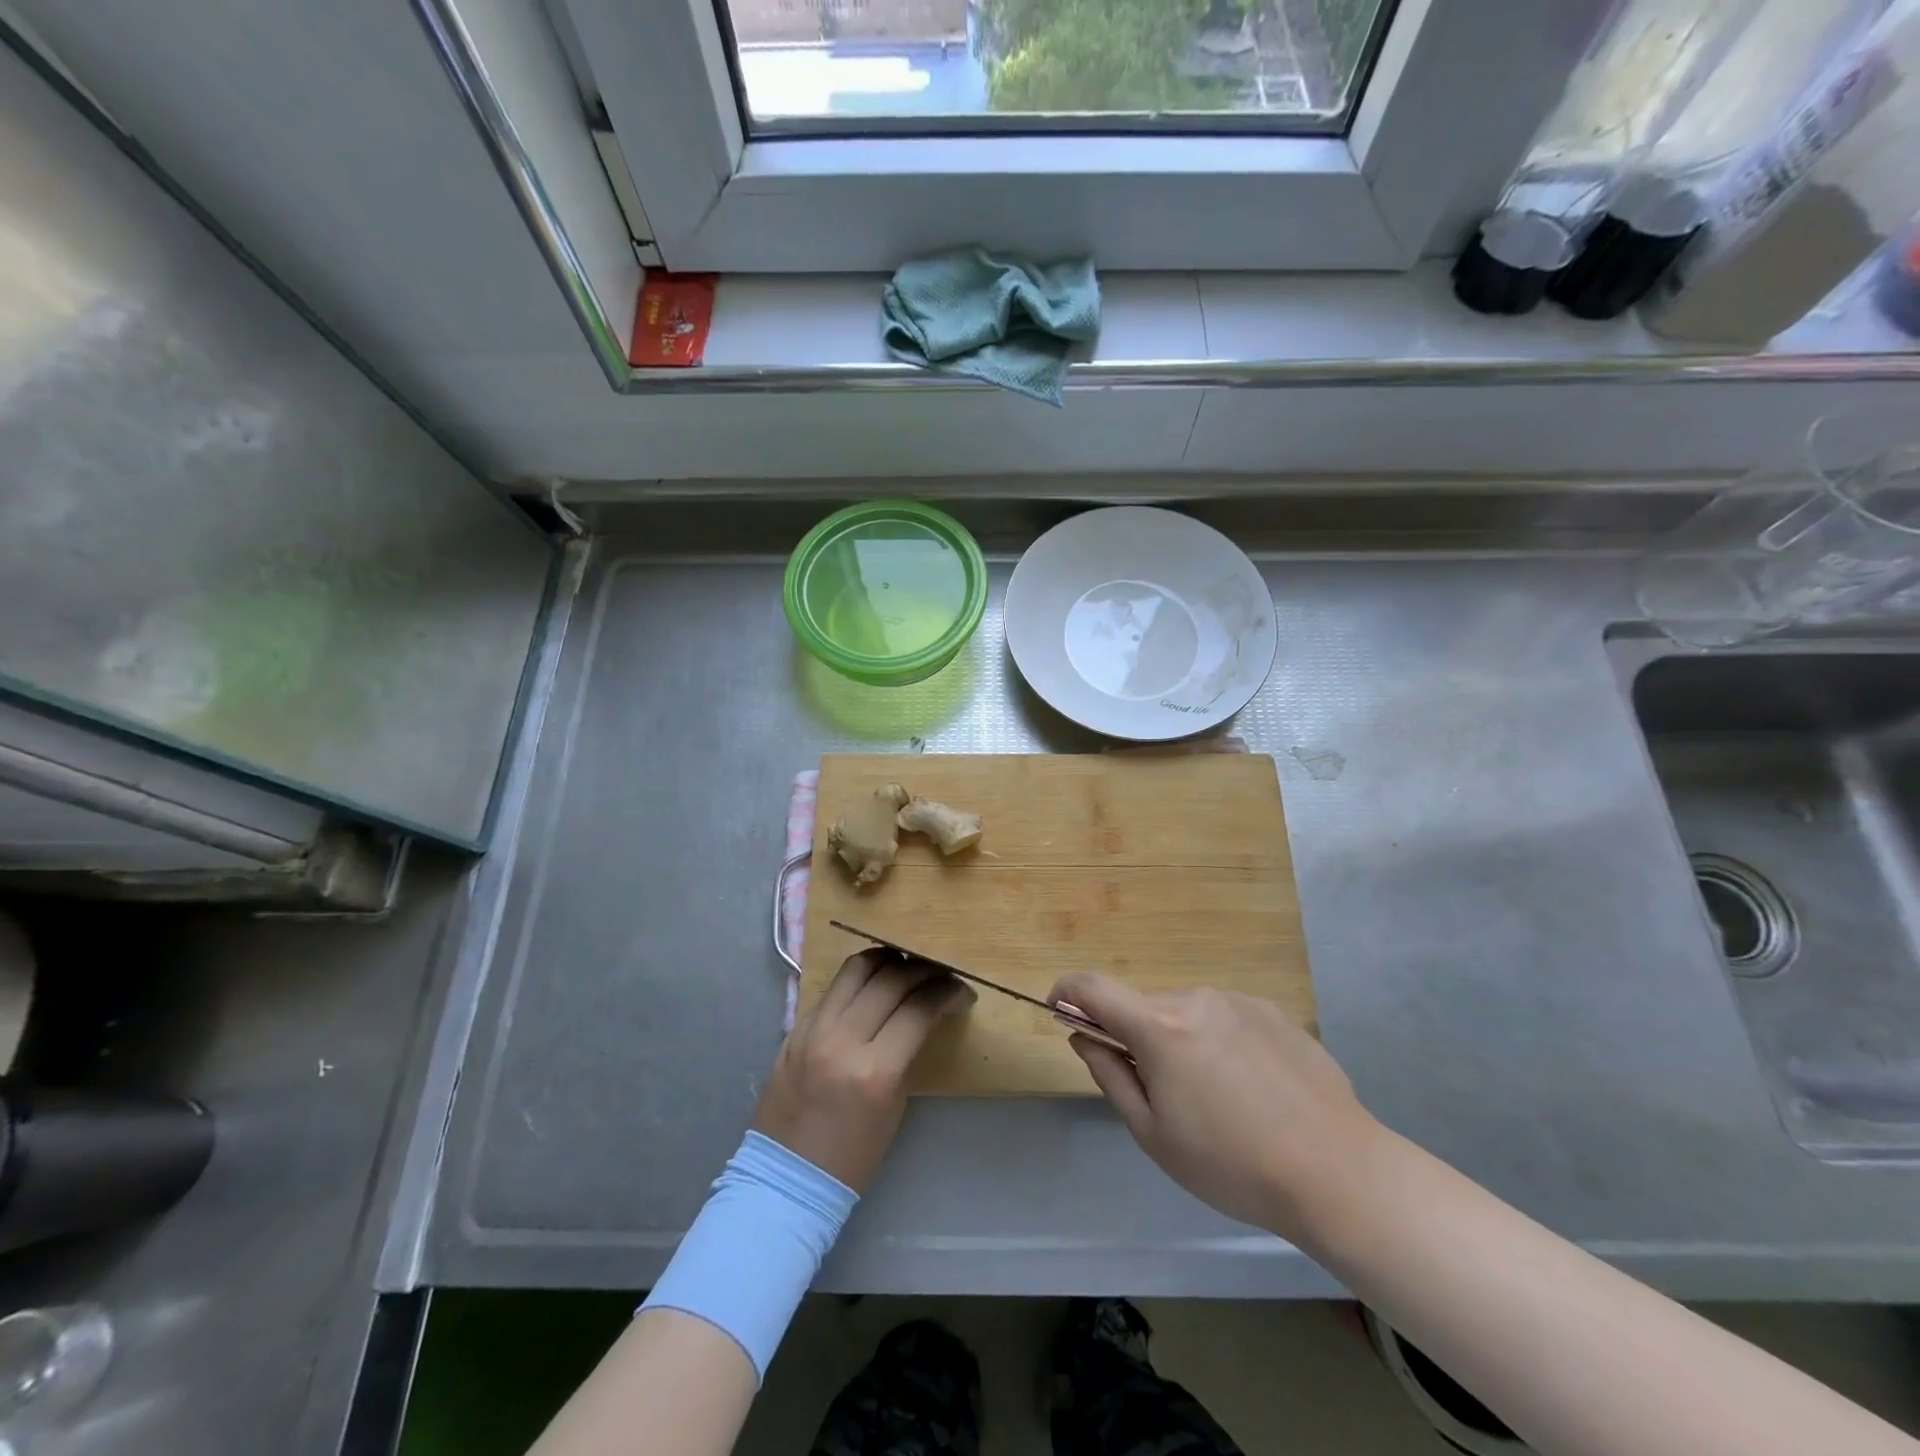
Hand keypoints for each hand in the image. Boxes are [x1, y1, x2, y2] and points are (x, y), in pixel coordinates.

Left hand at [754, 950, 972, 1191]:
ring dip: (888, 961)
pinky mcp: (796, 1026)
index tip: (961, 990)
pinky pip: (834, 987)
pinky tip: (874, 982)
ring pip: (857, 968)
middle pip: (891, 979)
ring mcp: (814, 1029)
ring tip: (905, 966)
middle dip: (923, 970)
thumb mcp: (894, 1102)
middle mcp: (842, 1040)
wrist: (787, 1177)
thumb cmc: (853, 1153)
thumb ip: (909, 1049)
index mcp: (874, 1071)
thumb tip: (928, 1010)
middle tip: (939, 975)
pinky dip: (859, 977)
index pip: (918, 1009)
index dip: (947, 992)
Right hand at [1049, 974, 1384, 1238]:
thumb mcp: (1154, 1135)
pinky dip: (1219, 1043)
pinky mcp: (1273, 1011)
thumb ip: (1110, 1075)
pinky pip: (1226, 1019)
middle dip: (1136, 1038)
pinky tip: (1253, 1090)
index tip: (1058, 1009)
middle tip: (1161, 1094)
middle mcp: (1195, 999)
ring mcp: (1238, 1001)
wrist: (1338, 1171)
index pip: (1093, 987)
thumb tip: (1083, 1036)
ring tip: (1217, 1100)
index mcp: (1160, 1027)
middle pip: (1145, 1008)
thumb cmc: (1233, 1165)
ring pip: (1187, 1014)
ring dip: (1181, 1042)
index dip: (1066, 991)